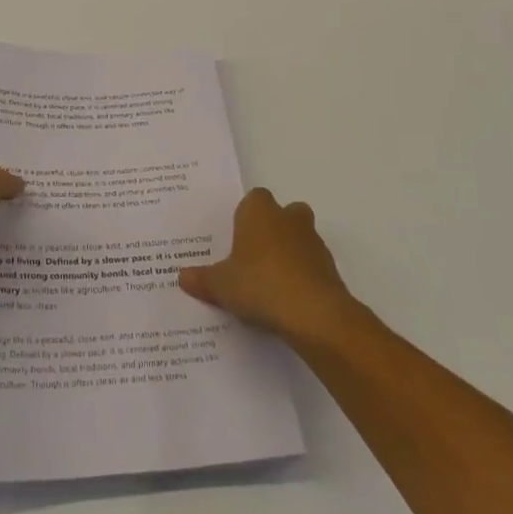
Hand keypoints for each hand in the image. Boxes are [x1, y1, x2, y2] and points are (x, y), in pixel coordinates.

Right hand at [178, 188, 354, 342]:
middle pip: (283, 213)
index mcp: (259, 212)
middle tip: (254, 255)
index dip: (246, 215)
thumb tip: (182, 277)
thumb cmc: (260, 285)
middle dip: (273, 229)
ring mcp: (313, 242)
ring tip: (270, 282)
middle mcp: (288, 218)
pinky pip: (312, 265)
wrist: (313, 314)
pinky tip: (288, 300)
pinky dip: (303, 276)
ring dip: (290, 252)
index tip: (236, 236)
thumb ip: (201, 279)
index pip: (254, 198)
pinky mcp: (330, 268)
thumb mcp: (221, 285)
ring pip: (301, 237)